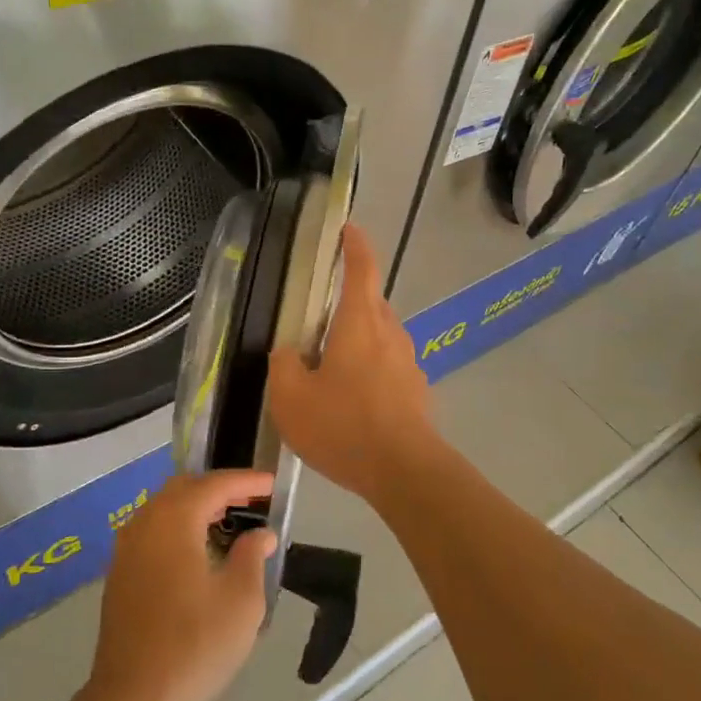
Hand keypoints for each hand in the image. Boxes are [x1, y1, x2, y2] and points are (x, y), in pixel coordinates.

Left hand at [88, 470, 276, 700]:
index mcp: (174, 520)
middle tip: (251, 501)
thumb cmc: (195, 645)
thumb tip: (260, 534)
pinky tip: (197, 552)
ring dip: (196, 508)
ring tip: (229, 523)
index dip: (246, 481)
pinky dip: (178, 528)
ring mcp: (126, 549)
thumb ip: (252, 557)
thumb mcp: (241, 600)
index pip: (214, 484)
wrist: (134, 699)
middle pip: (184, 489)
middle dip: (218, 489)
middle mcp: (145, 523)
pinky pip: (152, 532)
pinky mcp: (119, 574)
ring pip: (163, 509)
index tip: (272, 484)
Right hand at [268, 224, 439, 503]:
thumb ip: (284, 365)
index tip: (347, 228)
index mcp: (360, 323)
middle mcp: (390, 334)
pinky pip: (389, 367)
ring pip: (381, 337)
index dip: (354, 244)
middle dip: (348, 301)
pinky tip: (354, 400)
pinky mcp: (417, 392)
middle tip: (318, 317)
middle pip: (371, 303)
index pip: (361, 269)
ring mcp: (409, 363)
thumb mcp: (291, 397)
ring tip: (331, 364)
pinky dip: (370, 370)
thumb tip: (288, 352)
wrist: (404, 472)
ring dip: (358, 339)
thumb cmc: (343, 426)